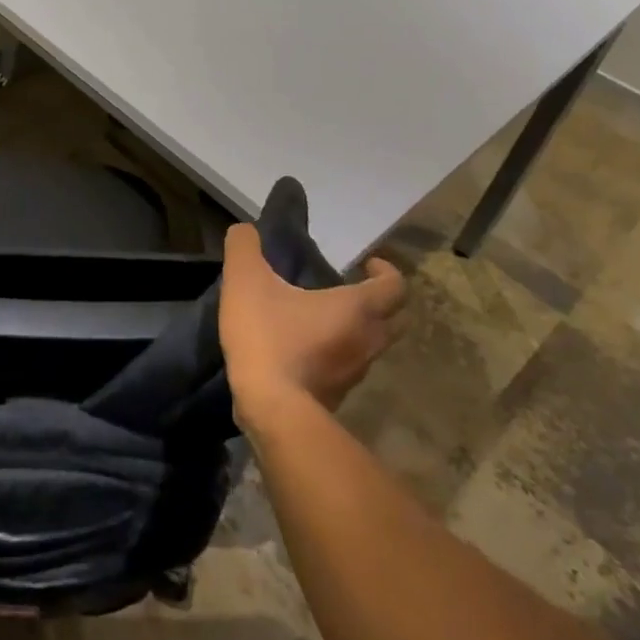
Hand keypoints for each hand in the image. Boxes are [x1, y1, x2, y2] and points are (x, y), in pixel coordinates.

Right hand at [218, 221, 406, 423]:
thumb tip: (244, 230)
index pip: (395, 287)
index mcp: (358, 309)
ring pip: (371, 347)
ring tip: (322, 318)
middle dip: (378, 303)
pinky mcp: (337, 396)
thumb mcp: (246, 280)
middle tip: (350, 290)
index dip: (386, 272)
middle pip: (394, 320)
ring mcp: (355, 373)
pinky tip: (304, 349)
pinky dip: (336, 356)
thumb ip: (244, 247)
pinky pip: (347, 369)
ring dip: (357, 331)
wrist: (270, 409)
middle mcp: (367, 341)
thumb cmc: (268, 337)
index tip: (367, 264)